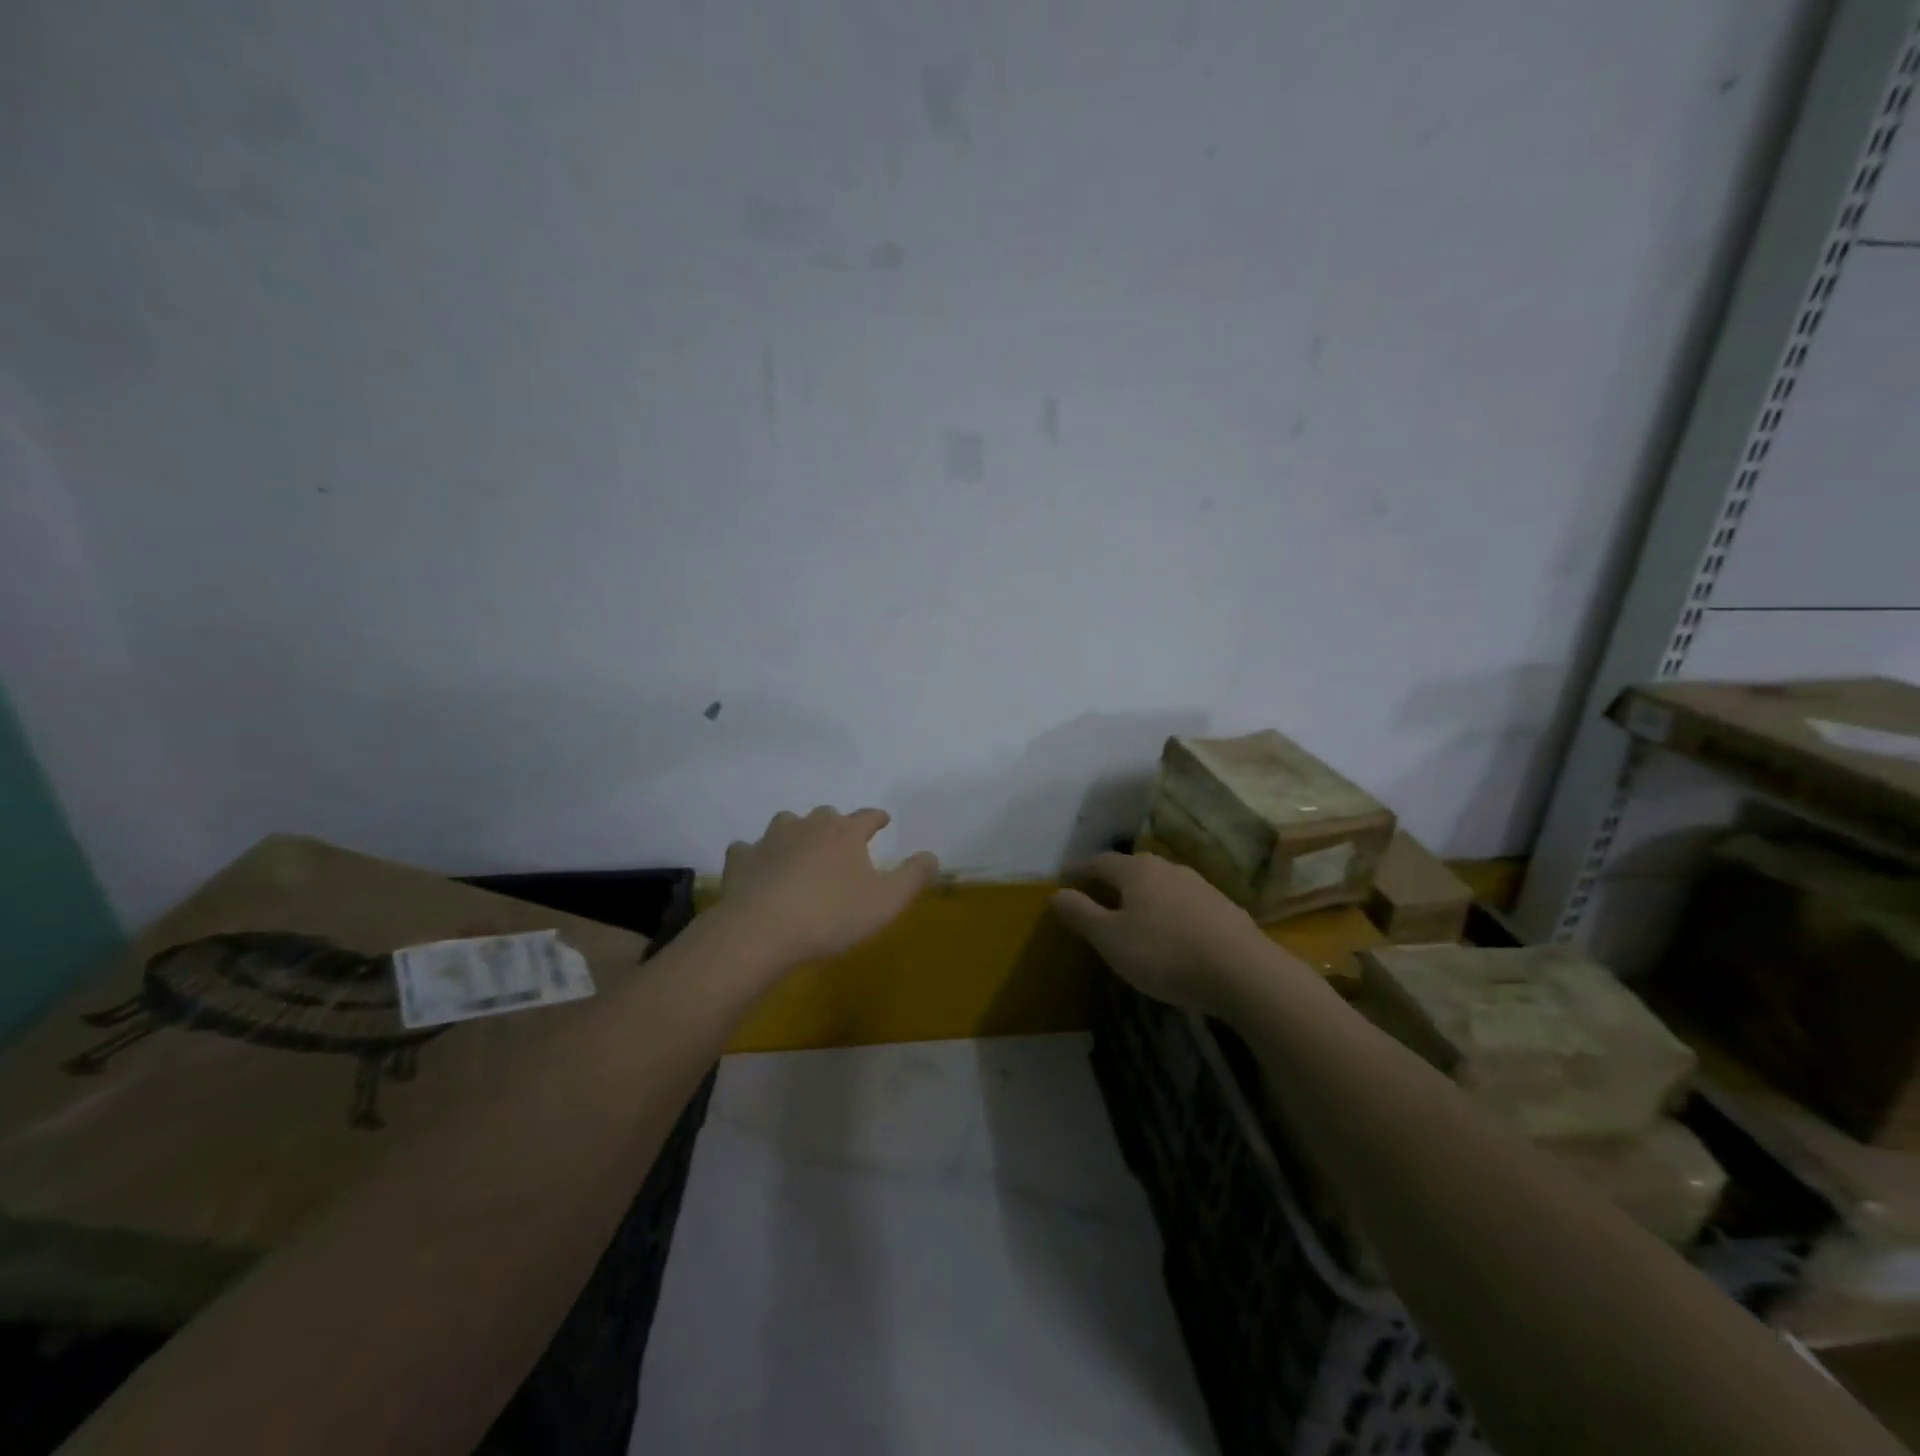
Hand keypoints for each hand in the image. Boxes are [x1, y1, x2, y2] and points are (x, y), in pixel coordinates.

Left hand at [712, 807, 939, 971]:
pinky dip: (756, 856)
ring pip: (786, 824)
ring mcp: (770, 839)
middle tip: (840, 842)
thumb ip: (913, 876)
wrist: (761, 931)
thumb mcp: (887, 901)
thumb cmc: (832, 915)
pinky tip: (758, 868)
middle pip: (825, 815)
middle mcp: (808, 826)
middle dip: (835, 825)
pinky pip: (748, 849)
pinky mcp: (740, 859)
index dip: (877, 818)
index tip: (883, 820)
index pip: (867, 816)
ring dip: (795, 833)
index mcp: (845, 833)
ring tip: (800, 850)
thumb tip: (932, 855)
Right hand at [1051, 851, 1277, 1014]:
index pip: (1099, 861)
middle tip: (1096, 897)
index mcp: (1137, 870)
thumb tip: (1056, 893)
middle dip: (1112, 880)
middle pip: (1132, 868)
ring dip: (1142, 896)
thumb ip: (1081, 914)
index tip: (1064, 880)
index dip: (1079, 870)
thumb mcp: (1111, 939)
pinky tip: (1170, 933)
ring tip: (1132, 916)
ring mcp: (1200, 885)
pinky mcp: (1223, 908)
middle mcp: (1168, 868)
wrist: (1244, 972)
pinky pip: (1183, 903)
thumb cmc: (1165, 954)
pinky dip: (1167, 911)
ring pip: (1160, 884)